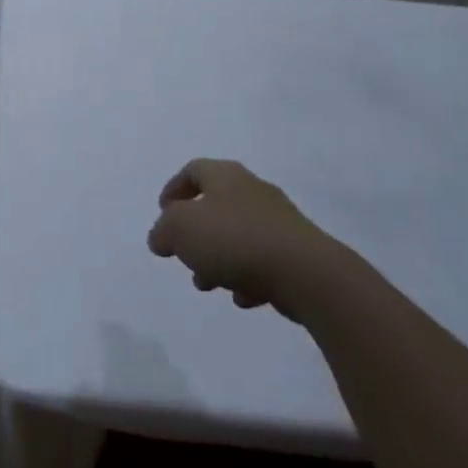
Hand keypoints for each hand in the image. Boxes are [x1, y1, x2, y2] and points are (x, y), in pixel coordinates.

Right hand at [147, 159, 339, 319]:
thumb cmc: (235, 239)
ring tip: (209, 285)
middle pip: (215, 206)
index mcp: (225, 176)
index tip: (163, 213)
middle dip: (195, 235)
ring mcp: (279, 220)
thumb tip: (161, 237)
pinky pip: (263, 259)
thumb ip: (163, 230)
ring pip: (237, 236)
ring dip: (218, 259)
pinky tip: (244, 297)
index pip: (193, 170)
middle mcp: (253, 190)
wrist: (307, 273)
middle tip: (184, 256)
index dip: (174, 189)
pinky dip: (248, 276)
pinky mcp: (297, 251)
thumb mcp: (180, 229)